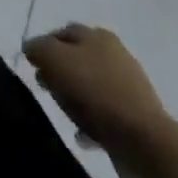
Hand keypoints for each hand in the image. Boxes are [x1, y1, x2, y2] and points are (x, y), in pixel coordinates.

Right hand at [24, 24, 173, 159]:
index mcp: (98, 36)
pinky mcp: (136, 120)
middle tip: (44, 86)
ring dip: (75, 97)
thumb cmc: (97, 94)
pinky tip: (80, 136)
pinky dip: (91, 123)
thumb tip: (31, 47)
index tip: (31, 65)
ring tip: (62, 112)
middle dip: (59, 70)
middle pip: (79, 58)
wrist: (146, 145)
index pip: (63, 32)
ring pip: (92, 87)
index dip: (44, 45)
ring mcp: (129, 89)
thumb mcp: (56, 60)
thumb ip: (39, 48)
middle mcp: (116, 56)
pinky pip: (106, 116)